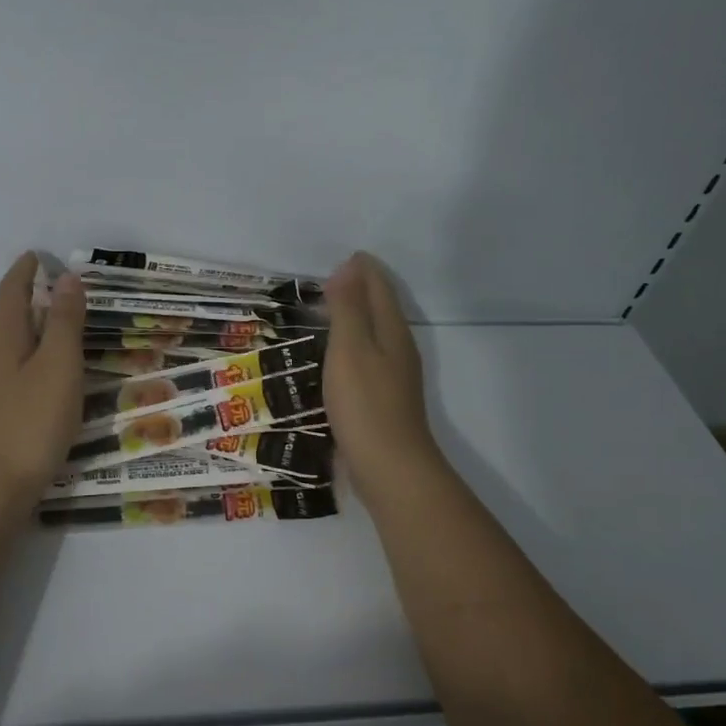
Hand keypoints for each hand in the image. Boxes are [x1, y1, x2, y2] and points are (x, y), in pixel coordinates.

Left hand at [0, 253, 86, 506]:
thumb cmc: (30, 422)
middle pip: (6, 313)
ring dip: (31, 325)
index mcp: (3, 337)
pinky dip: (31, 353)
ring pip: (9, 342)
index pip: (11, 290)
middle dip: (28, 294)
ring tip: (59, 323)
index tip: (41, 255)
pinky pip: (12, 366)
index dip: (25, 270)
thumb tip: (67, 278)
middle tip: (60, 286)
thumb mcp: (58, 366)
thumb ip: (64, 322)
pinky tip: (47, 371)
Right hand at [324, 253, 442, 499]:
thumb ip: (349, 308)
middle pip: (381, 309)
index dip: (363, 270)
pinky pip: (367, 359)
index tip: (342, 258)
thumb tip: (351, 267)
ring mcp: (394, 377)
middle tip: (328, 282)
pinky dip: (352, 346)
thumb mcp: (350, 348)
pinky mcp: (384, 400)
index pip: (379, 288)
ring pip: (375, 335)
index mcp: (392, 331)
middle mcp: (398, 349)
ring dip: (355, 319)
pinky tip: (335, 358)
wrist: (389, 467)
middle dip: (360, 291)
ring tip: (327, 313)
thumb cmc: (365, 403)